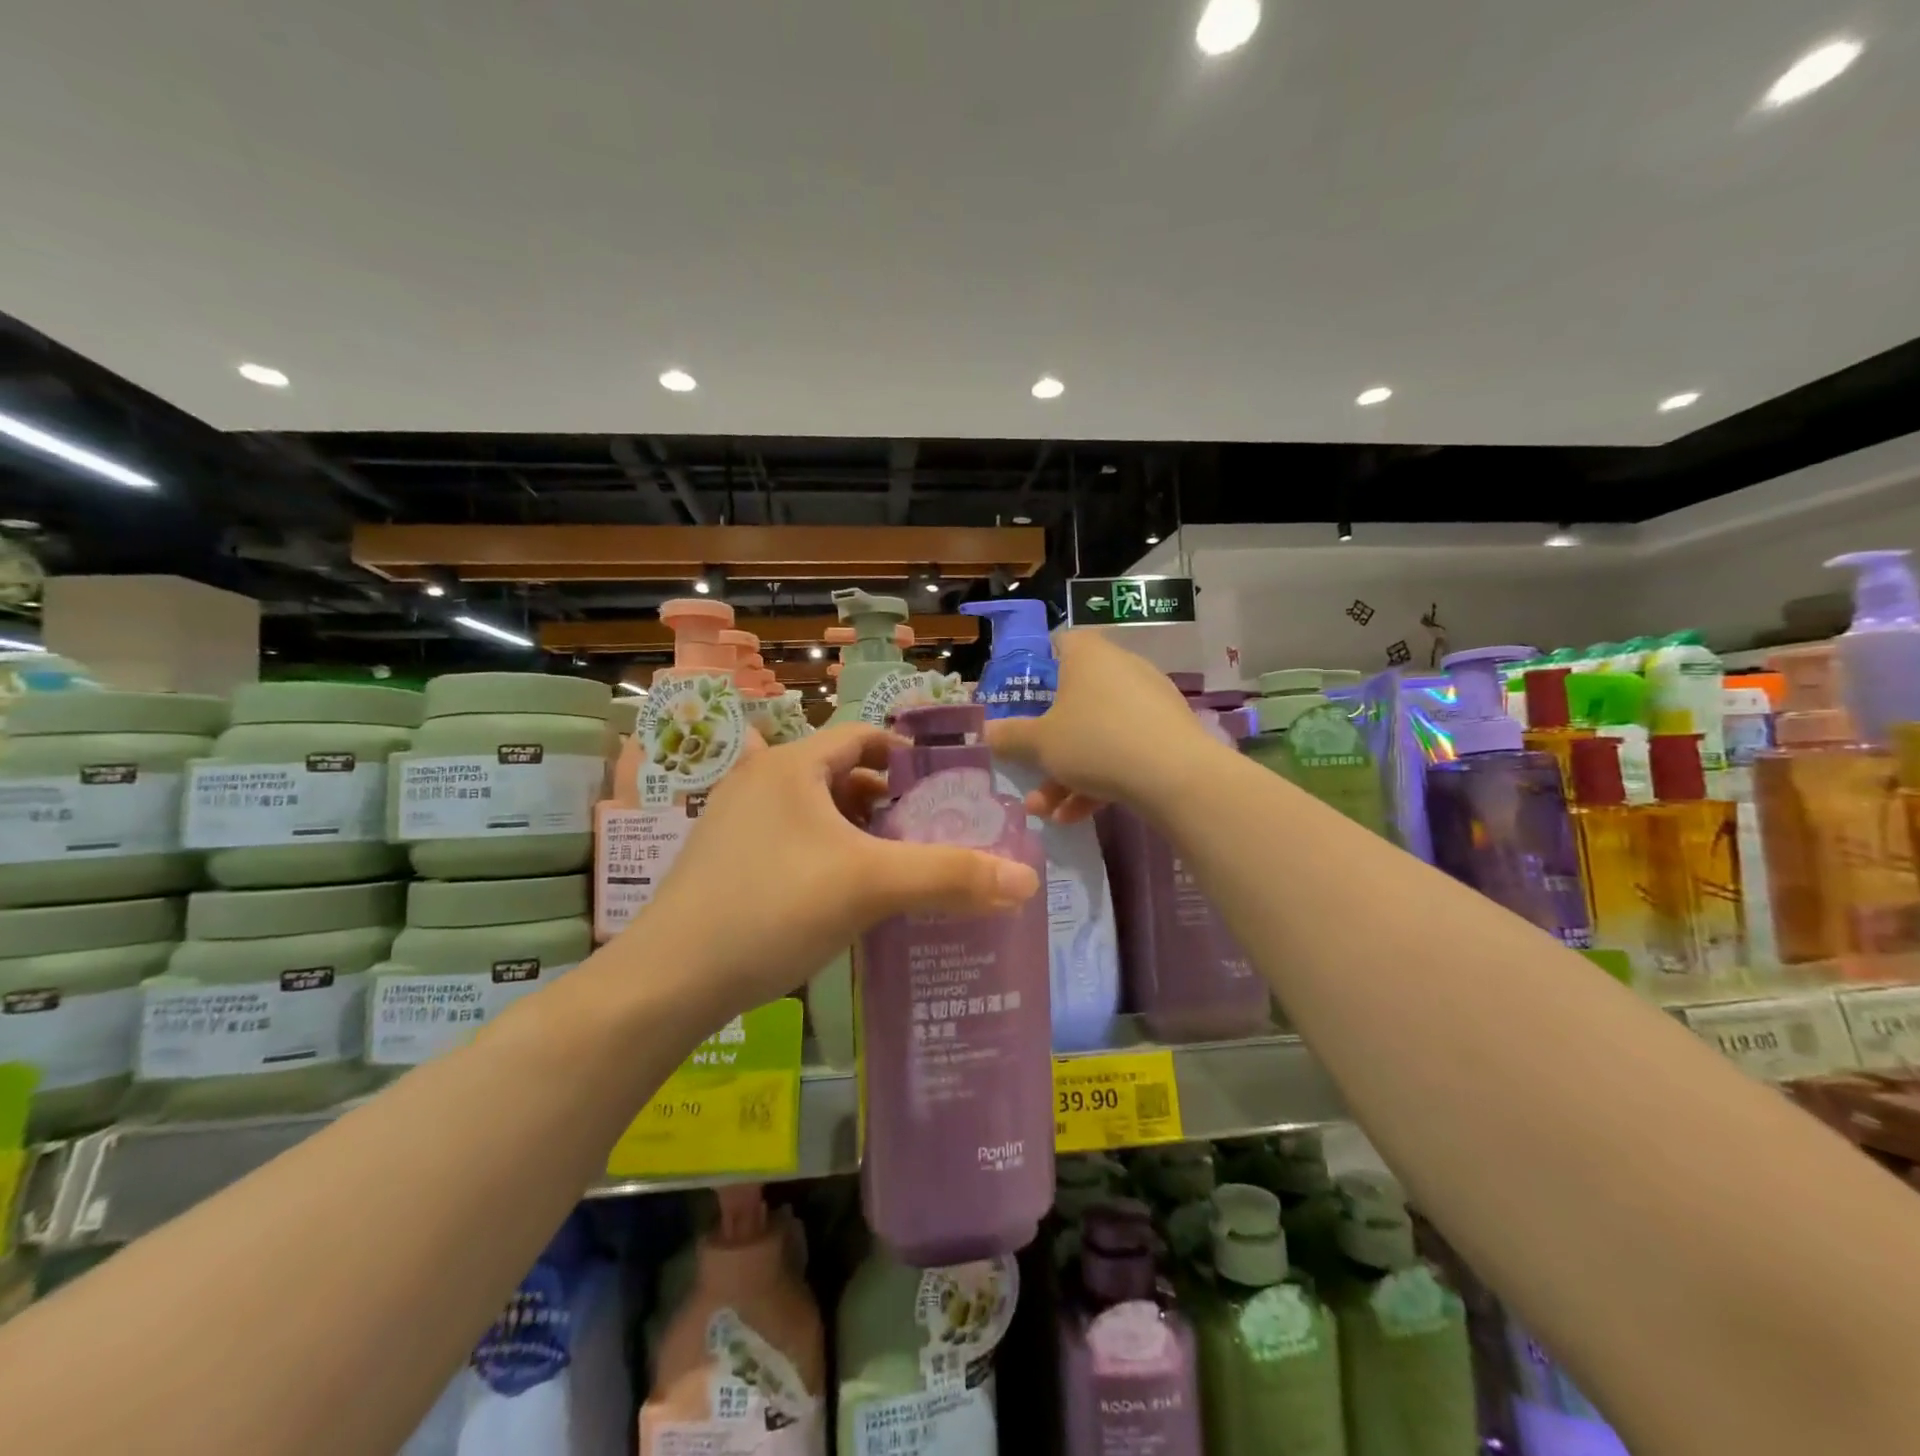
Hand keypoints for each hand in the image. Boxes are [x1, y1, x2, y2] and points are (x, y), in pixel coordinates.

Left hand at [633, 722, 1039, 1018]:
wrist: (668, 981)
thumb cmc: (772, 908)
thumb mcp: (869, 887)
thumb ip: (949, 877)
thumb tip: (1026, 880)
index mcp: (791, 766)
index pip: (862, 736)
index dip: (906, 756)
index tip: (942, 790)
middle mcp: (759, 781)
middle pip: (840, 774)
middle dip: (886, 801)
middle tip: (926, 834)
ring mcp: (734, 822)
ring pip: (814, 812)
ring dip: (856, 832)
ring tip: (894, 867)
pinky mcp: (723, 862)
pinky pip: (790, 842)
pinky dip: (825, 855)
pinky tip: (844, 897)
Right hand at [983, 630, 1223, 823]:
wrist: (1174, 775)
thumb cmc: (1095, 741)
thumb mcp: (1040, 743)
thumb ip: (1011, 737)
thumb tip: (988, 732)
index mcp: (1088, 656)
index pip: (1058, 645)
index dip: (1036, 669)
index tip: (1021, 699)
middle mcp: (1120, 669)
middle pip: (1074, 700)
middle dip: (1048, 743)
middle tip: (1028, 768)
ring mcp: (1148, 702)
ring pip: (1096, 734)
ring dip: (1067, 773)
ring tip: (1044, 811)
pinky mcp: (1167, 733)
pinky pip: (1123, 750)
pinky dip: (1098, 779)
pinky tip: (1074, 817)